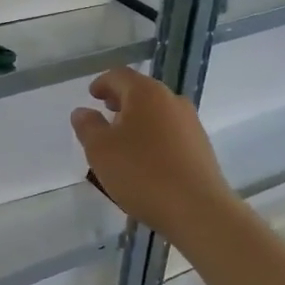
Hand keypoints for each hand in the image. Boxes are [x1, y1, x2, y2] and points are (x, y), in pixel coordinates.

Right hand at [70, 68, 240, 245]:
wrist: (197, 208)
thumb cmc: (141, 173)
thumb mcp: (100, 150)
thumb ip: (87, 126)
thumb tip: (83, 111)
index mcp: (146, 93)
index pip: (119, 76)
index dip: (102, 83)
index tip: (91, 95)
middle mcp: (172, 100)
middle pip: (142, 92)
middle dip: (121, 101)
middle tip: (105, 113)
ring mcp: (191, 123)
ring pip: (158, 112)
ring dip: (138, 120)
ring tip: (123, 140)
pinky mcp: (201, 146)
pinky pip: (171, 132)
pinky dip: (154, 136)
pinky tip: (145, 159)